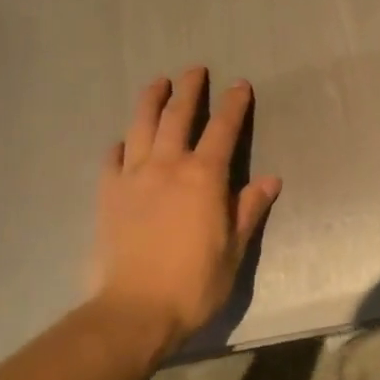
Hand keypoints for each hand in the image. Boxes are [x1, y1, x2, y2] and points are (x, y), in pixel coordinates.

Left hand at [90, 67, 281, 349]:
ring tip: (157, 83)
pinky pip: (112, 159)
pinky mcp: (108, 195)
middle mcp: (167, 166)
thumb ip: (249, 208)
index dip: (234, 104)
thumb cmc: (195, 282)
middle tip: (195, 70)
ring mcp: (133, 178)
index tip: (240, 84)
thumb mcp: (234, 248)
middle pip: (178, 116)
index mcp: (204, 177)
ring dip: (151, 101)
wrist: (135, 310)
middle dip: (190, 90)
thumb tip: (271, 180)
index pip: (223, 129)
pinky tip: (123, 141)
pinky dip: (121, 144)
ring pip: (141, 127)